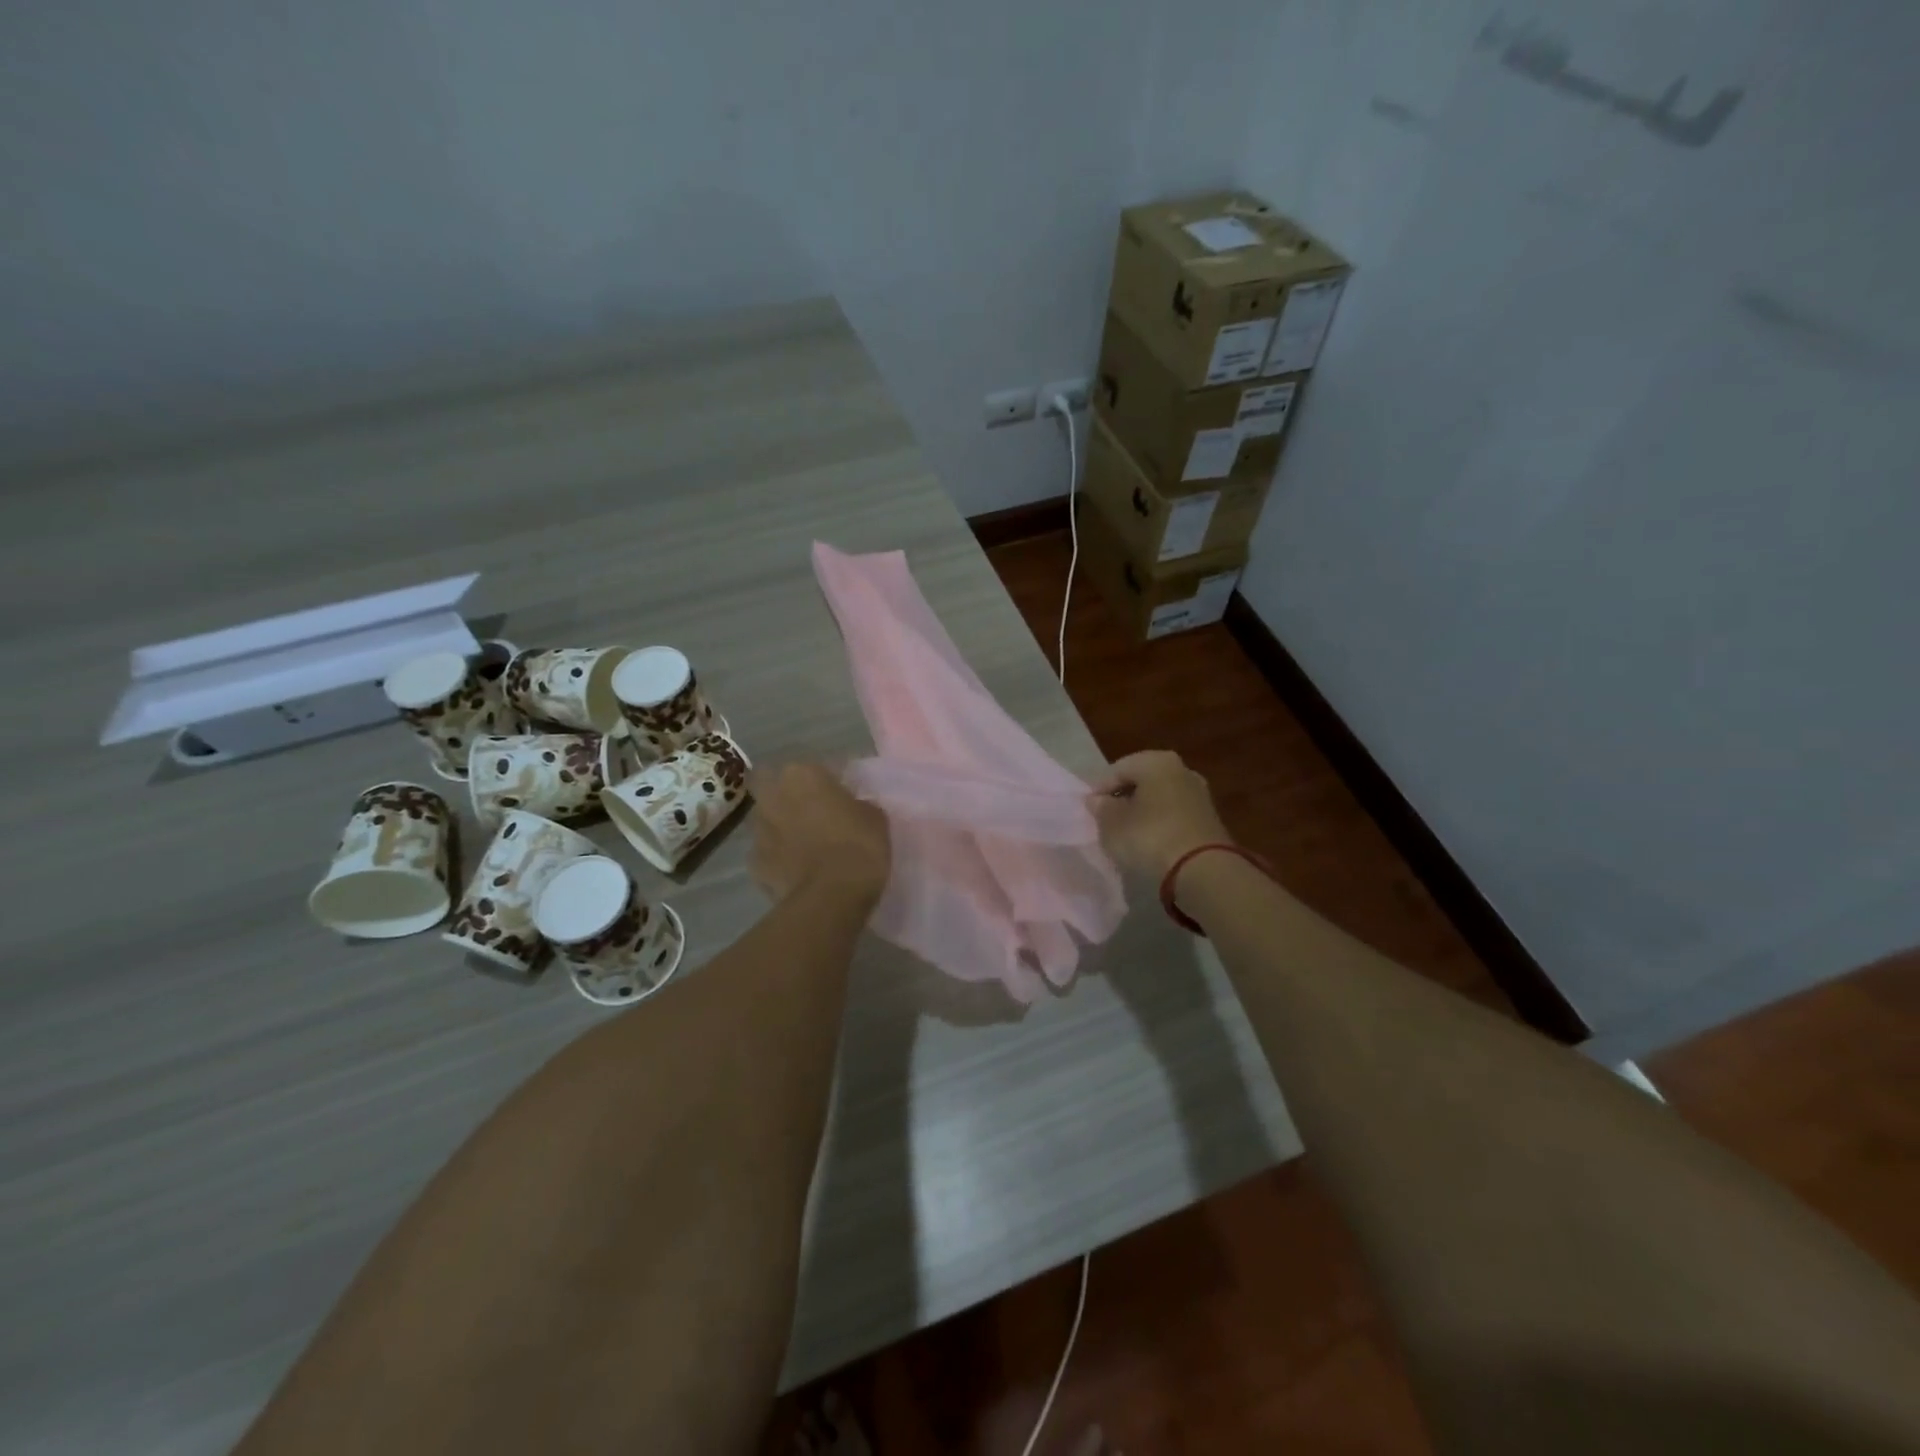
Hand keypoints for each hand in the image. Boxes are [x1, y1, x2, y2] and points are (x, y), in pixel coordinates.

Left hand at [748, 763, 890, 905]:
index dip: (823, 783)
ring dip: (780, 827)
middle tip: (810, 814)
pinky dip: (777, 859)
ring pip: (766, 821)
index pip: (811, 769)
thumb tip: (849, 808)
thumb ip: (856, 804)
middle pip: (771, 787)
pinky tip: (796, 871)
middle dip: (786, 797)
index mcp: (802, 774)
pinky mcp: (753, 863)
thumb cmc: (859, 845)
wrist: (831, 896)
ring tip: (803, 846)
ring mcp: (758, 830)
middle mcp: (773, 795)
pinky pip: (766, 854)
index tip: (837, 797)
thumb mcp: (874, 816)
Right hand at [1088, 750, 1230, 880]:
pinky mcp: (1210, 820)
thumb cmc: (1150, 837)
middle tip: (1107, 822)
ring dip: (1143, 814)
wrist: (1203, 871)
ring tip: (1127, 836)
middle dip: (1124, 800)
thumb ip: (1101, 808)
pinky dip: (1161, 826)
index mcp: (1157, 761)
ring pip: (1160, 800)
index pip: (1118, 769)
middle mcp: (1182, 770)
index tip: (1090, 811)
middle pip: (1142, 782)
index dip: (1100, 790)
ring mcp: (1200, 795)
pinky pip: (1175, 817)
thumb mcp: (1112, 824)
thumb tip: (1098, 800)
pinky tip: (1151, 844)